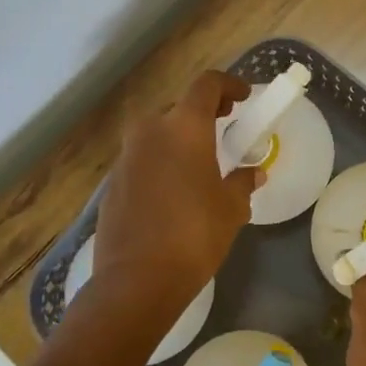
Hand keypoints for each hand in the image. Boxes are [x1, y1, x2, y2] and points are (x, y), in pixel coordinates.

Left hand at [87, 70, 259, 336]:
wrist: (136, 281)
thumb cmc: (194, 235)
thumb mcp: (231, 208)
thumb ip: (242, 183)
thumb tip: (253, 173)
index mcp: (183, 127)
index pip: (206, 85)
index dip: (228, 85)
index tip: (244, 98)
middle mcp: (150, 131)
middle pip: (178, 107)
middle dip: (203, 113)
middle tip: (224, 127)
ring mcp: (125, 157)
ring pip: (156, 133)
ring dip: (178, 138)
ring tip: (199, 162)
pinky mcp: (112, 183)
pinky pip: (142, 159)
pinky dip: (160, 162)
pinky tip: (173, 191)